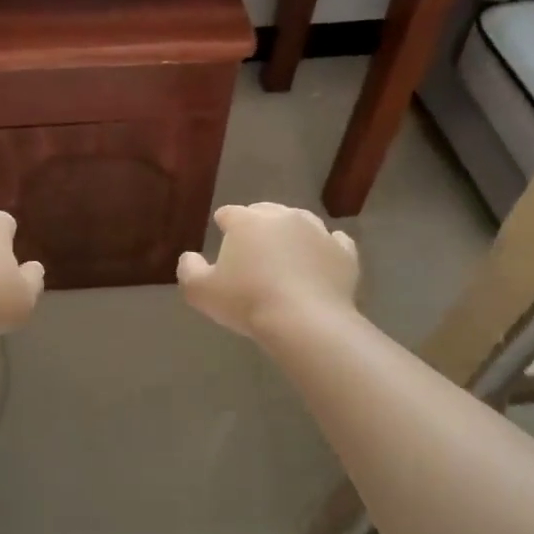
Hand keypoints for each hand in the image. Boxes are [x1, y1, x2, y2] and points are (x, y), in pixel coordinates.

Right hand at [177, 203, 357, 339]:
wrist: (305, 322)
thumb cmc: (247, 302)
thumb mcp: (200, 291)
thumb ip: (189, 269)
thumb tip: (190, 257)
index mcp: (247, 221)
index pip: (229, 213)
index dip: (224, 224)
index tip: (222, 237)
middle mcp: (283, 217)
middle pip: (266, 211)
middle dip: (257, 225)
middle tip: (252, 250)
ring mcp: (318, 231)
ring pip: (300, 222)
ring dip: (290, 234)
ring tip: (285, 256)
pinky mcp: (344, 252)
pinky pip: (333, 241)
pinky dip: (324, 247)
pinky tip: (319, 260)